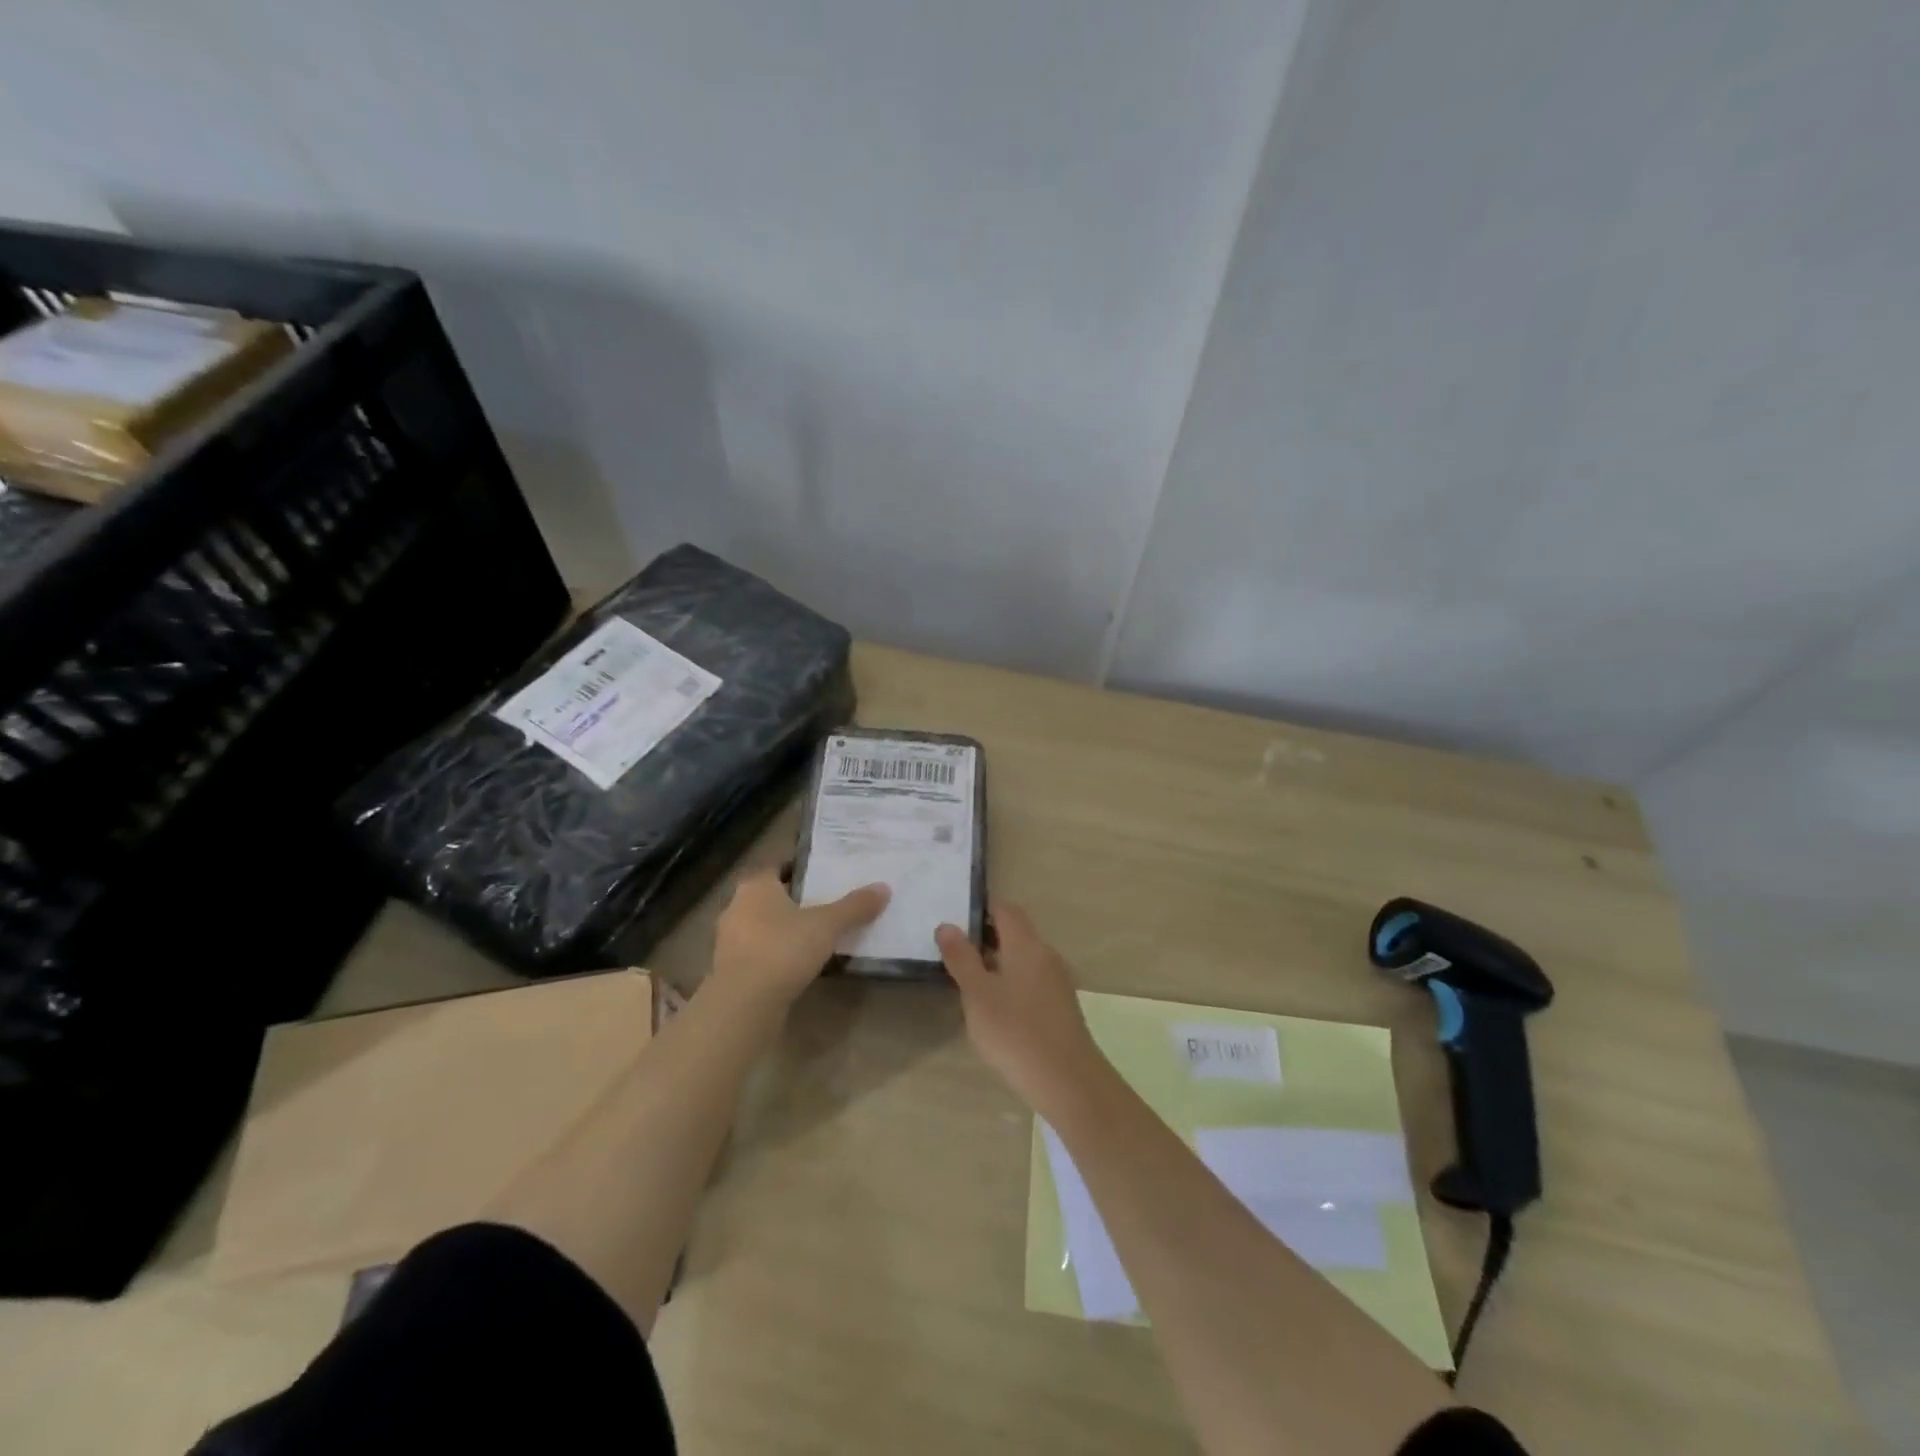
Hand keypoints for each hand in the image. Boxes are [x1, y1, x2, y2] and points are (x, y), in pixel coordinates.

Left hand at [712, 868, 888, 1008]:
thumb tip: (884, 887)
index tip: (823, 877)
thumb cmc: (783, 949)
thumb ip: (854, 906)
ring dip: (784, 932)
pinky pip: (758, 955)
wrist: (743, 1004)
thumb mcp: (827, 925)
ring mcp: (728, 942)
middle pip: (770, 898)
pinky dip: (776, 957)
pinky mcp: (730, 972)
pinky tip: (798, 967)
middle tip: (826, 906)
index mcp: (755, 886)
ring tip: (816, 938)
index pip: (777, 867)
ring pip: (762, 928)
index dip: (800, 870)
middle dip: (794, 902)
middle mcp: (736, 908)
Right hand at [936, 903, 1107, 1114]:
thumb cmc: (1016, 1032)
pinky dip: (1010, 981)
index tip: (954, 917)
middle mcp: (1046, 955)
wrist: (1068, 1081)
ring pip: (1023, 957)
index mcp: (1027, 944)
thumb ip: (962, 958)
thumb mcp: (978, 995)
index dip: (981, 908)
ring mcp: (1057, 981)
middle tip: (953, 950)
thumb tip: (948, 925)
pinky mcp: (1060, 1006)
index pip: (1005, 909)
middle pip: (1015, 932)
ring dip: (997, 960)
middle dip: (985, 936)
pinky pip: (1031, 979)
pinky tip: (994, 1007)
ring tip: (967, 979)